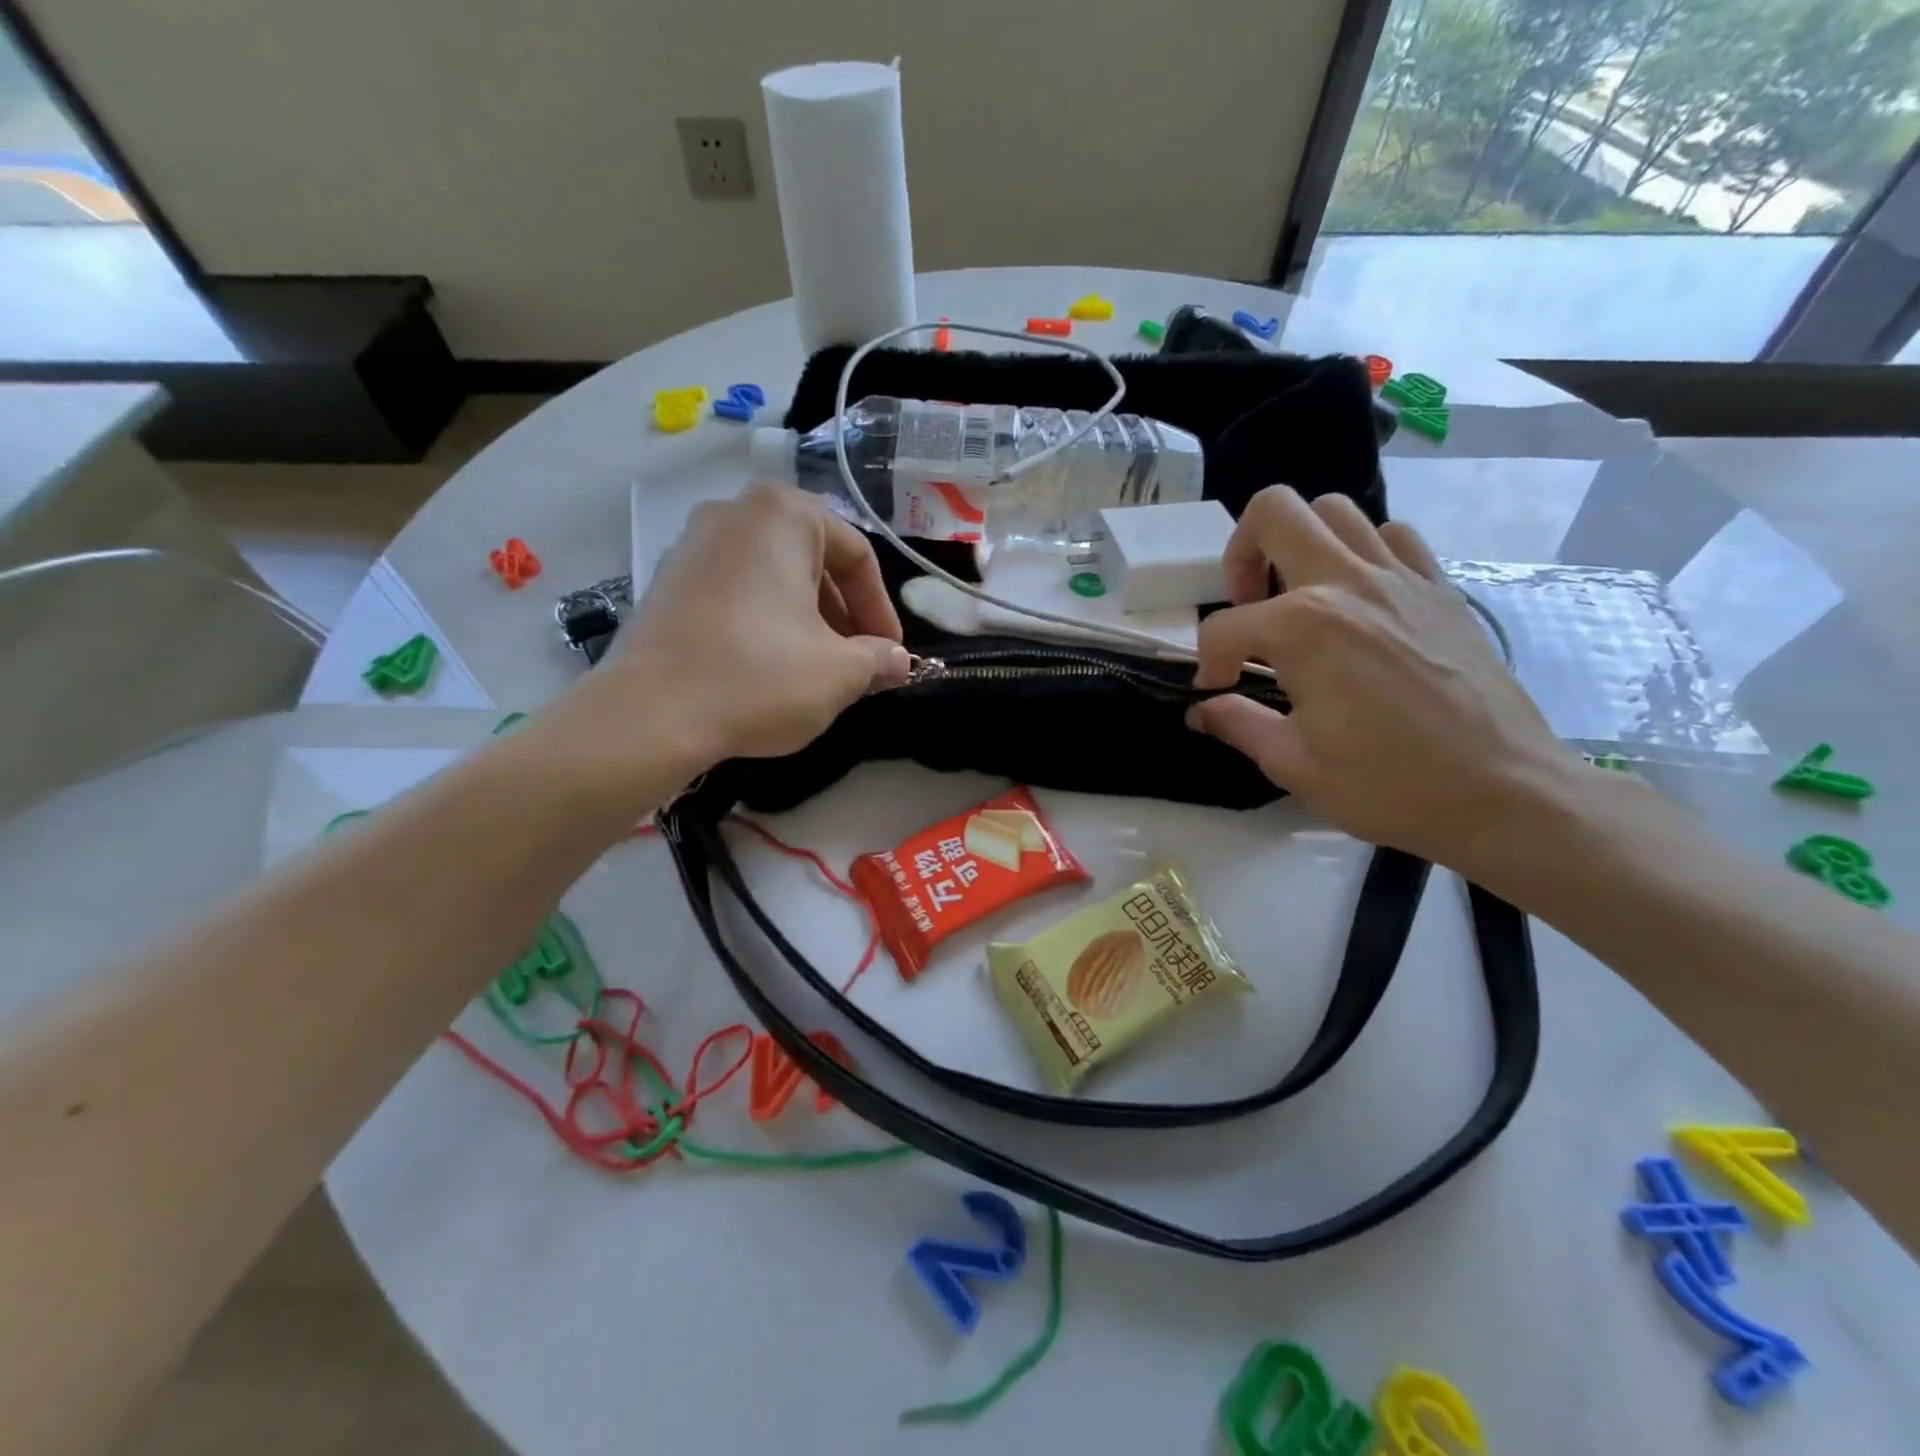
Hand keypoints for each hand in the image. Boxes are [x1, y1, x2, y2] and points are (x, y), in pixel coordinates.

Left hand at [590, 484, 909, 770]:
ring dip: (806, 621)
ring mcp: (691, 546)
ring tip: (817, 669)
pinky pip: (734, 593)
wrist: (650, 716)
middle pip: (812, 562)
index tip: (892, 654)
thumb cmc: (760, 677)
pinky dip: (763, 623)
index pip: (857, 556)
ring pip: (772, 578)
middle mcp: (733, 513)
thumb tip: (898, 661)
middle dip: (843, 615)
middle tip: (858, 662)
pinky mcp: (665, 584)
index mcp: (782, 515)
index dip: (881, 610)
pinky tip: (768, 668)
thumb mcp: (839, 673)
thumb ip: (879, 659)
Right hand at [1187, 486, 1577, 869]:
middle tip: (1247, 603)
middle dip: (1241, 552)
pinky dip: (1362, 552)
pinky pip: (1393, 536)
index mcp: (1303, 628)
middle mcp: (1348, 583)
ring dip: (1301, 543)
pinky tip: (1358, 599)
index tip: (1218, 691)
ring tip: (1298, 595)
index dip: (1208, 661)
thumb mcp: (1293, 764)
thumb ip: (1238, 723)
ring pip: (1335, 510)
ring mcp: (1401, 578)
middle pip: (1274, 513)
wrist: (1504, 793)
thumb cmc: (1390, 785)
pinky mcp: (1439, 588)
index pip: (1225, 627)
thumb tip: (1204, 709)